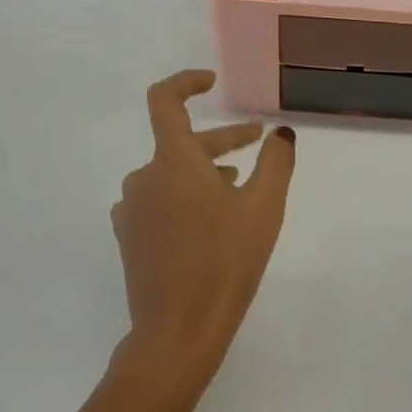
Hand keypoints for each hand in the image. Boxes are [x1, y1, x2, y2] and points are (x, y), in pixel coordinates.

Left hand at [111, 70, 295, 395]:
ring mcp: (132, 211)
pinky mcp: (130, 238)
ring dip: (204, 172)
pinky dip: (185, 199)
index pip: (165, 100)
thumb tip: (281, 135)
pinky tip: (209, 222)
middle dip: (222, 140)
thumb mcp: (264, 209)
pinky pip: (159, 202)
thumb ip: (276, 163)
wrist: (178, 329)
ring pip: (171, 176)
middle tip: (258, 144)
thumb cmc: (226, 263)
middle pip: (180, 144)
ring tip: (238, 187)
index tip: (212, 82)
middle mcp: (143, 178)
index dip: (186, 82)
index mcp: (171, 161)